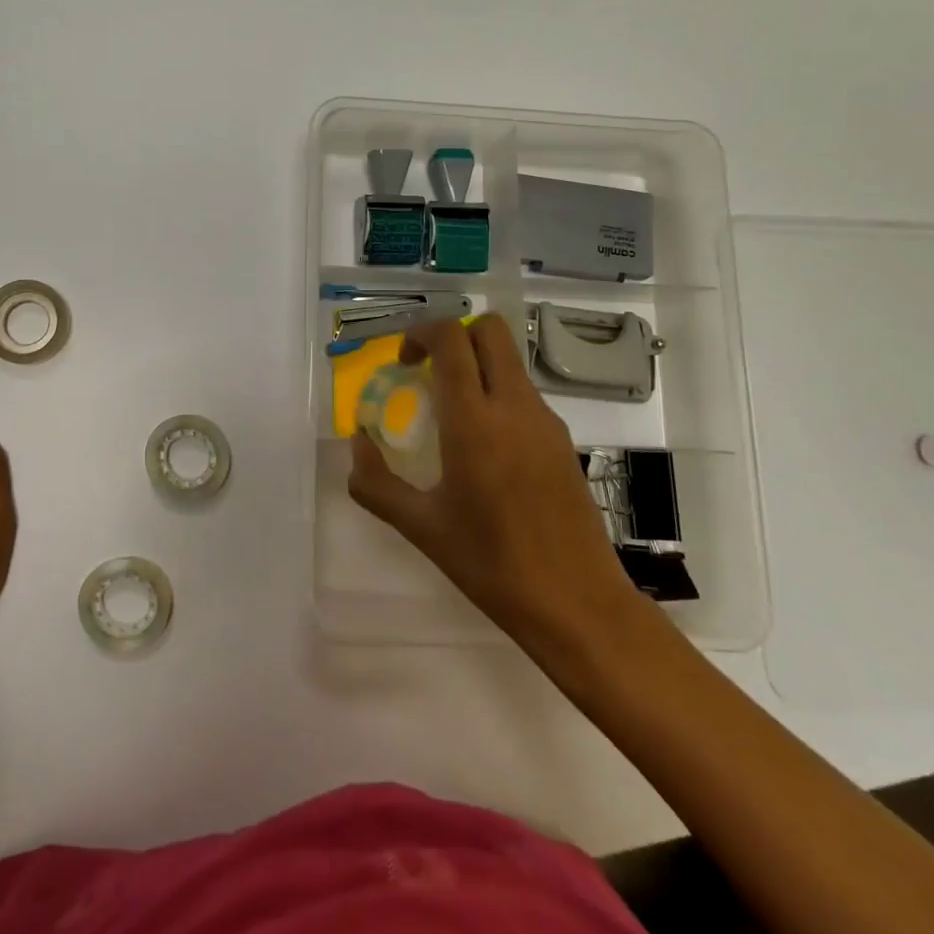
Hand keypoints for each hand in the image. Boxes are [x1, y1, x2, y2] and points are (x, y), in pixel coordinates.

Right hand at [347, 315, 640, 652]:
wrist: (576, 603)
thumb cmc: (491, 564)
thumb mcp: (421, 527)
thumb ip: (376, 483)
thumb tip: (357, 445)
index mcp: (474, 422)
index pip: (451, 340)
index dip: (421, 333)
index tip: (403, 361)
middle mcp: (514, 407)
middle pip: (490, 330)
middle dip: (454, 335)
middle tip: (428, 371)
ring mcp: (545, 421)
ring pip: (510, 361)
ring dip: (477, 366)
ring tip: (451, 415)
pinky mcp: (562, 440)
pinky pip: (524, 393)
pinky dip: (498, 394)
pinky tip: (485, 448)